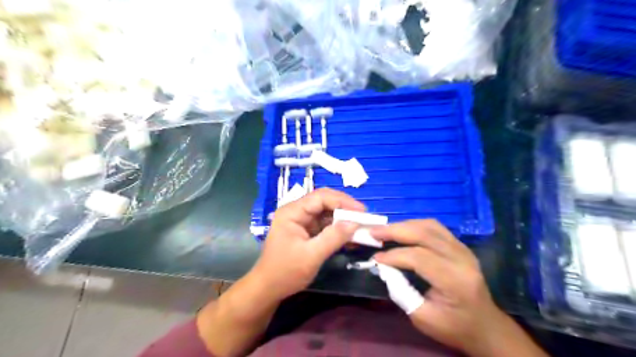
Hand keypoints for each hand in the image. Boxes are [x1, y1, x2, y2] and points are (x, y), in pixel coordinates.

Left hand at [253, 188, 361, 301]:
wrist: (268, 289)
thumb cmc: (286, 272)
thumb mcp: (312, 256)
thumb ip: (333, 237)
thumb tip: (355, 223)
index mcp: (292, 212)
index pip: (320, 197)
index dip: (343, 201)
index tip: (362, 211)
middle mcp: (296, 212)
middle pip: (324, 201)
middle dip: (344, 208)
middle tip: (363, 217)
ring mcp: (301, 221)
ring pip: (326, 212)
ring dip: (343, 218)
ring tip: (360, 226)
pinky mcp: (306, 231)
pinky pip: (325, 224)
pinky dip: (338, 229)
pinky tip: (350, 235)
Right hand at [371, 219, 523, 354]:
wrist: (485, 326)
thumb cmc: (454, 327)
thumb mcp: (423, 318)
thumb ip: (401, 292)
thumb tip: (384, 268)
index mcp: (455, 281)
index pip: (419, 257)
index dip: (394, 255)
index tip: (375, 258)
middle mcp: (461, 259)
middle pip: (424, 234)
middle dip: (395, 230)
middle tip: (373, 232)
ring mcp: (463, 249)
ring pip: (429, 226)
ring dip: (404, 225)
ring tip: (385, 230)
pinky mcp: (460, 246)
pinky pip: (435, 228)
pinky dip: (415, 226)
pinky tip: (402, 231)